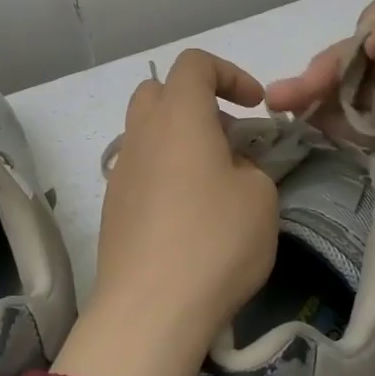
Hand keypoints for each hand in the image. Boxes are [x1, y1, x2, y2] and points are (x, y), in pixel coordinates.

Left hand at [53, 49, 277, 375]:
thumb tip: (229, 168)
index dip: (229, 73)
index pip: (194, 64)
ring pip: (149, 131)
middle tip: (229, 138)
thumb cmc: (213, 241)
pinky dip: (167, 172)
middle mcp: (142, 133)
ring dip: (182, 140)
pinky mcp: (114, 207)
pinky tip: (189, 214)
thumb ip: (250, 166)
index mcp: (178, 116)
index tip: (255, 106)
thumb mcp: (260, 197)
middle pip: (161, 92)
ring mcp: (122, 170)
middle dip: (198, 103)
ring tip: (215, 181)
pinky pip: (141, 168)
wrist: (149, 311)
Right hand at [267, 0, 374, 315]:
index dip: (365, 29)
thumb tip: (371, 32)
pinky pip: (367, 125)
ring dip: (321, 94)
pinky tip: (308, 123)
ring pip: (361, 90)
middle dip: (326, 67)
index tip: (357, 58)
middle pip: (368, 53)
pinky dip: (337, 121)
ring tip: (280, 106)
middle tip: (286, 93)